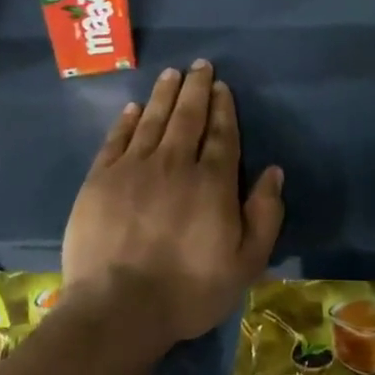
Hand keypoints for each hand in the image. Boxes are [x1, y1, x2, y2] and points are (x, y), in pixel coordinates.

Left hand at [61, 60, 283, 355]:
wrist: (118, 309)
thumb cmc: (188, 291)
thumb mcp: (245, 263)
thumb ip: (264, 215)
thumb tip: (273, 172)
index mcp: (212, 182)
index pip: (221, 134)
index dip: (223, 107)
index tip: (221, 86)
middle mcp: (175, 163)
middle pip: (188, 117)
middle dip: (196, 88)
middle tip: (199, 65)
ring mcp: (134, 168)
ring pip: (153, 120)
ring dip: (164, 94)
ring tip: (172, 74)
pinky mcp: (101, 180)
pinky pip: (117, 139)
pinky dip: (127, 120)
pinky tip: (134, 107)